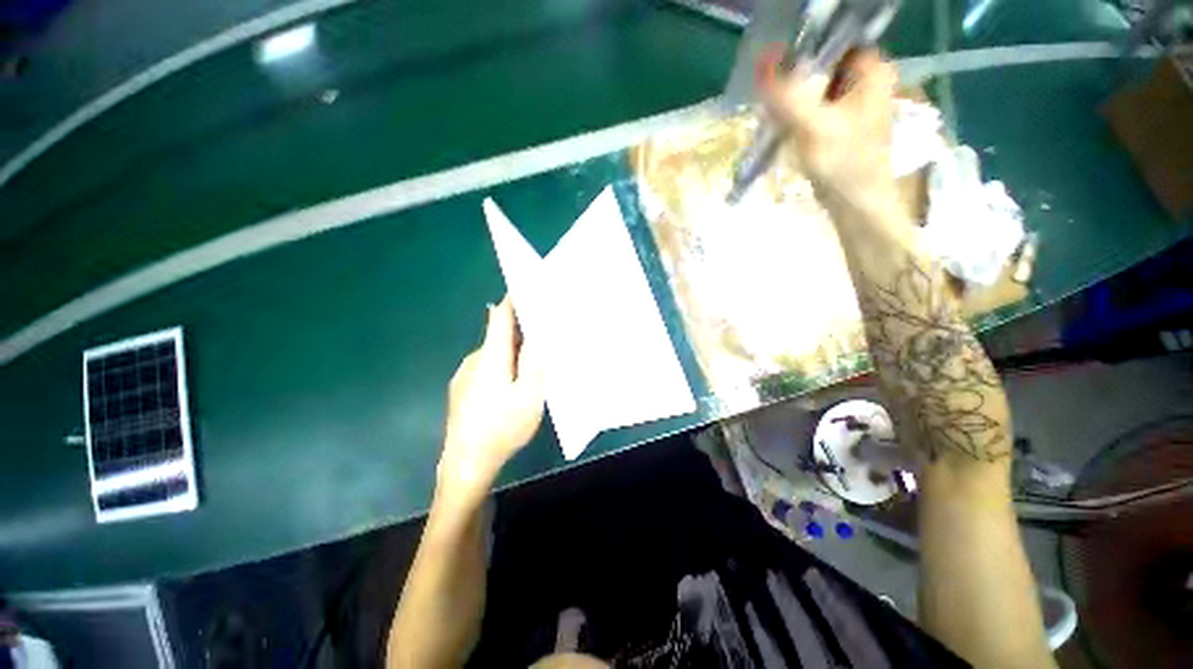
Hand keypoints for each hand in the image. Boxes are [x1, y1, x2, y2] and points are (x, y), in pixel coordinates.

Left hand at [438, 298, 544, 503]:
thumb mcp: (529, 396)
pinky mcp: (461, 390)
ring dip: (511, 350)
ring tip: (532, 359)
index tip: (528, 289)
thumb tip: (537, 334)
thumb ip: (534, 363)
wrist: (466, 464)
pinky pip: (485, 367)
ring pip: (492, 353)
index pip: (499, 317)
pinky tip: (511, 383)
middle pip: (497, 334)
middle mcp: (474, 360)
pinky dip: (501, 365)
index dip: (512, 300)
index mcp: (491, 357)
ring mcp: (464, 375)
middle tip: (543, 331)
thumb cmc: (502, 429)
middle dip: (519, 329)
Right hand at [759, 48, 898, 210]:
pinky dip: (797, 110)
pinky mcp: (840, 122)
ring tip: (773, 109)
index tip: (776, 64)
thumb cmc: (843, 164)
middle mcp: (866, 79)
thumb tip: (761, 61)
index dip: (803, 48)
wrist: (855, 204)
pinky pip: (814, 104)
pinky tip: (782, 122)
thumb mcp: (813, 126)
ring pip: (815, 85)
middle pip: (822, 63)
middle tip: (771, 91)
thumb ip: (787, 95)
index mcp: (872, 69)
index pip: (833, 40)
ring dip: (792, 95)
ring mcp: (853, 101)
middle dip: (794, 75)